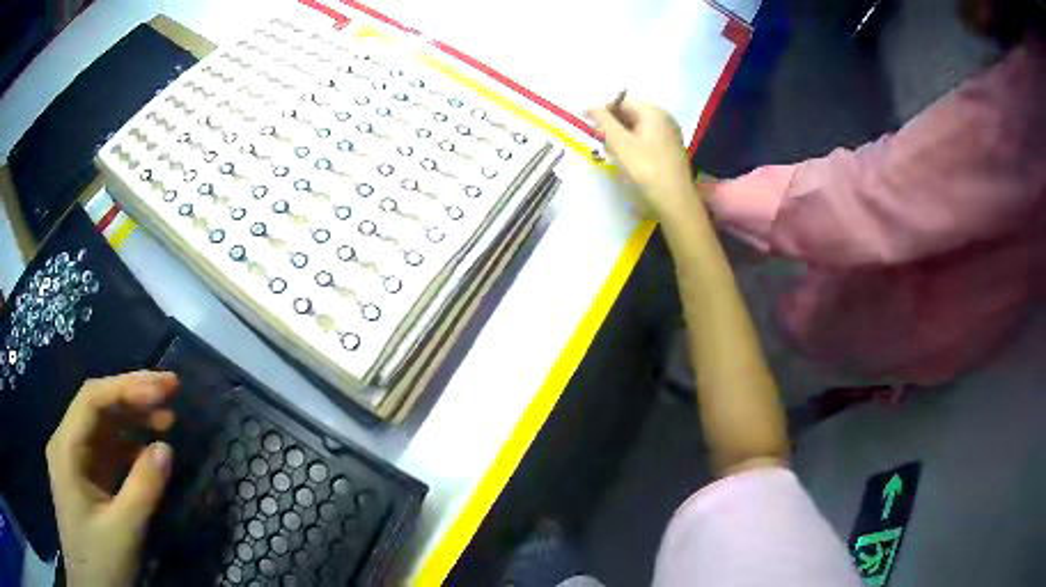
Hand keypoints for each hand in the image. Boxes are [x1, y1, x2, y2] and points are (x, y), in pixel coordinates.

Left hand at [46, 371, 178, 586]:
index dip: (127, 388)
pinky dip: (128, 444)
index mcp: (67, 447)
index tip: (162, 391)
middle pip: (98, 405)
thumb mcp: (123, 530)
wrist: (91, 584)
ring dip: (133, 417)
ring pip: (103, 425)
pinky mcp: (85, 476)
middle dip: (133, 394)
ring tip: (167, 416)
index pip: (93, 399)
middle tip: (170, 389)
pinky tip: (148, 448)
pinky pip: (106, 449)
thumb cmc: (100, 559)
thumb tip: (167, 448)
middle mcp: (67, 442)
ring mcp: (75, 459)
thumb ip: (143, 489)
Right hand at [587, 100, 697, 218]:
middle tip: (600, 141)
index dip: (603, 111)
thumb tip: (590, 106)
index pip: (622, 102)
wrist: (675, 202)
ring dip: (622, 137)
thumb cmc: (645, 169)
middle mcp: (664, 119)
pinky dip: (634, 146)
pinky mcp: (670, 152)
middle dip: (613, 125)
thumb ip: (604, 122)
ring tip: (612, 153)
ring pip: (638, 129)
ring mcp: (670, 136)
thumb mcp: (619, 144)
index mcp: (653, 112)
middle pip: (631, 114)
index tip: (588, 124)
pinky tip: (627, 161)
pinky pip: (647, 141)